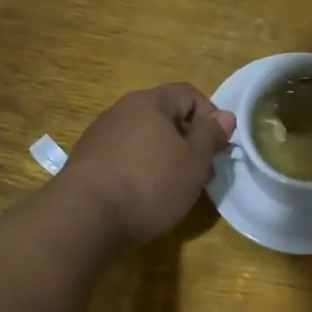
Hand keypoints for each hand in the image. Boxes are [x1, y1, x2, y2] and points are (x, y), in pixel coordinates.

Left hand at [60, 84, 235, 244]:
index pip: (188, 93)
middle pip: (165, 117)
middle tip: (200, 174)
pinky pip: (125, 158)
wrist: (86, 217)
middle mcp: (121, 111)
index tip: (218, 148)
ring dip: (166, 159)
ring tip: (175, 189)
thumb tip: (225, 116)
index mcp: (149, 102)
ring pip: (145, 140)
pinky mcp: (88, 163)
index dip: (210, 117)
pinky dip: (142, 171)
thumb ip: (211, 136)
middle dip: (189, 142)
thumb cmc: (150, 183)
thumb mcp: (194, 161)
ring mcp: (100, 136)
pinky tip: (145, 197)